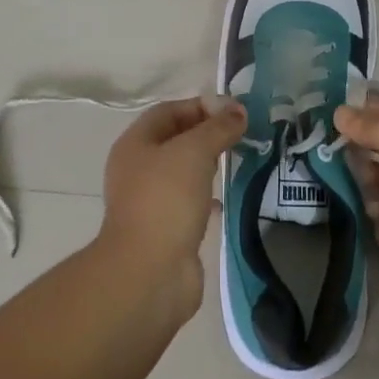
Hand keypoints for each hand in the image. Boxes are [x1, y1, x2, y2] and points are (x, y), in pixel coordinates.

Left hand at [97, 97, 245, 319]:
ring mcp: (150, 201)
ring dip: (209, 164)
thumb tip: (238, 111)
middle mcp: (138, 169)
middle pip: (176, 139)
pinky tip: (227, 198)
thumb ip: (218, 128)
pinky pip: (189, 201)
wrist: (149, 273)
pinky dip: (208, 196)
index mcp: (135, 144)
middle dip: (208, 134)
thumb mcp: (194, 151)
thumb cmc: (166, 200)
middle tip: (242, 135)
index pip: (169, 111)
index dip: (201, 106)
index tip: (235, 112)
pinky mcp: (165, 229)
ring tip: (240, 161)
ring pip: (183, 172)